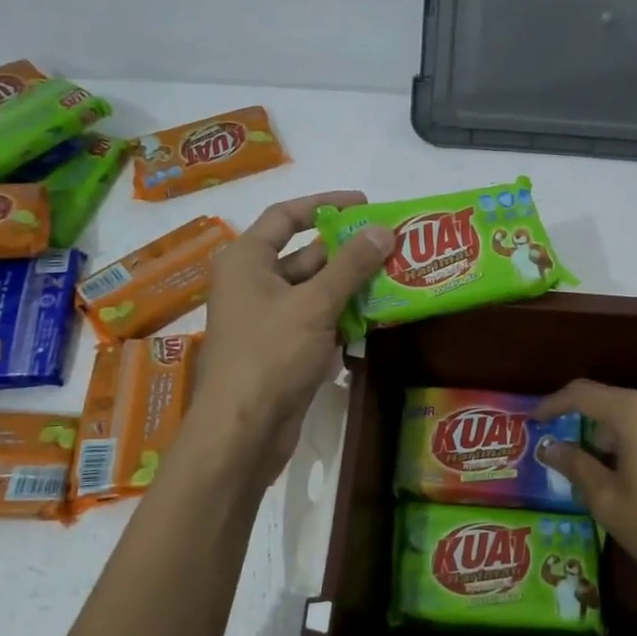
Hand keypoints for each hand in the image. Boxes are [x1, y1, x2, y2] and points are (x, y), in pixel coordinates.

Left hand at [189, 191, 392, 483]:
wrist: (243, 431)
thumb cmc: (270, 355)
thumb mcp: (314, 304)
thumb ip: (351, 266)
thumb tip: (384, 230)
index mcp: (247, 260)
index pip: (286, 216)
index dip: (325, 205)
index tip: (365, 204)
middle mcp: (252, 283)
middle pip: (305, 255)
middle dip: (347, 251)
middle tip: (391, 246)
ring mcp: (266, 319)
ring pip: (313, 291)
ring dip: (349, 286)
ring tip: (393, 278)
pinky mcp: (280, 349)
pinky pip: (315, 321)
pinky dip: (341, 317)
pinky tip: (374, 318)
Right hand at [537, 380, 636, 609]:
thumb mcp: (610, 502)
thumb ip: (577, 467)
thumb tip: (550, 447)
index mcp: (635, 412)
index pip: (582, 393)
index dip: (553, 404)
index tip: (534, 421)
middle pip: (612, 402)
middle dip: (583, 423)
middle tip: (562, 450)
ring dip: (612, 435)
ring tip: (595, 467)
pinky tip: (634, 476)